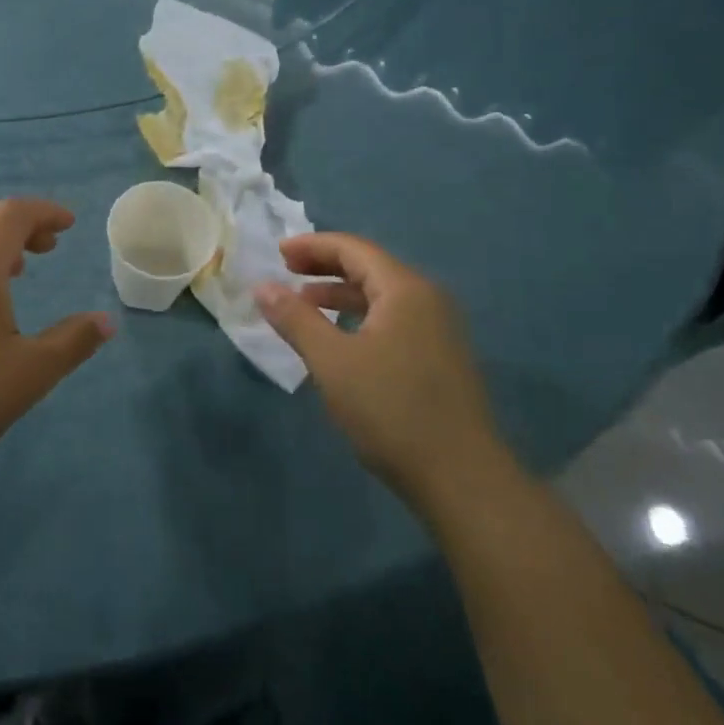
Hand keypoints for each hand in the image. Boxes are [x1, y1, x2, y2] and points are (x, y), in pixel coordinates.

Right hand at [253, 235, 501, 499]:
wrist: (461, 478)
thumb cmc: (391, 410)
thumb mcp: (332, 362)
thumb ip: (296, 319)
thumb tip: (262, 286)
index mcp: (405, 290)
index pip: (354, 249)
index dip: (312, 246)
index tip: (277, 254)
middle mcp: (427, 300)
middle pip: (370, 267)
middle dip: (325, 267)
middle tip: (287, 273)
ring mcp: (439, 330)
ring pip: (382, 297)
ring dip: (341, 295)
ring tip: (304, 305)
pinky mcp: (440, 358)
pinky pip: (393, 320)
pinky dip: (360, 318)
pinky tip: (340, 340)